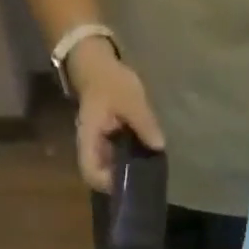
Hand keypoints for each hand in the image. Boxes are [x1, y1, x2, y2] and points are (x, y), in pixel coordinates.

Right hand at [72, 39, 164, 192]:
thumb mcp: (130, 100)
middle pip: (100, 177)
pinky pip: (116, 159)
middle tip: (144, 178)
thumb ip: (144, 123)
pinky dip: (129, 161)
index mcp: (89, 140)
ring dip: (126, 172)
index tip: (129, 182)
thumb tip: (159, 146)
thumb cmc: (109, 81)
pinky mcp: (105, 143)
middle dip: (122, 181)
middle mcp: (89, 148)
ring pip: (109, 169)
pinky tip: (144, 157)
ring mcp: (97, 147)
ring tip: (147, 170)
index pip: (91, 173)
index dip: (107, 184)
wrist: (96, 64)